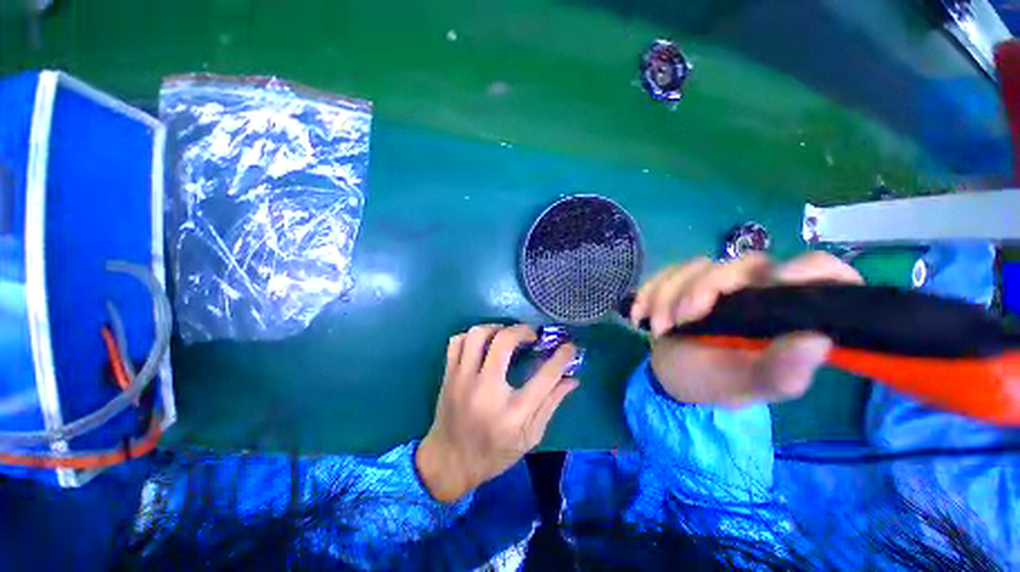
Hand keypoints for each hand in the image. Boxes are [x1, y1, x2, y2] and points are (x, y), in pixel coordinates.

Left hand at [416, 324, 578, 502]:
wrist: (449, 463)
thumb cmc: (494, 454)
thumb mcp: (529, 437)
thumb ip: (551, 404)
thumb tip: (572, 379)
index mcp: (513, 412)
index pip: (545, 375)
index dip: (562, 357)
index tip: (569, 346)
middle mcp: (486, 390)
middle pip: (504, 342)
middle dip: (523, 331)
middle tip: (532, 335)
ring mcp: (463, 380)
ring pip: (477, 335)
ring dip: (496, 328)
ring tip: (506, 336)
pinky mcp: (449, 375)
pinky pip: (457, 341)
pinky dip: (472, 336)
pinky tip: (483, 344)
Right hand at [629, 252, 862, 405]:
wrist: (673, 376)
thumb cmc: (715, 383)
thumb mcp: (748, 386)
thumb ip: (782, 371)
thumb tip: (817, 340)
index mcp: (785, 312)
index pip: (821, 272)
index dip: (811, 267)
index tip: (781, 280)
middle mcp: (755, 289)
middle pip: (743, 263)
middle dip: (703, 289)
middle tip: (680, 321)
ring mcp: (715, 283)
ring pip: (695, 266)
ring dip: (667, 297)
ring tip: (659, 329)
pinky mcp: (683, 281)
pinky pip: (664, 273)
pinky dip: (648, 293)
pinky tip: (640, 317)